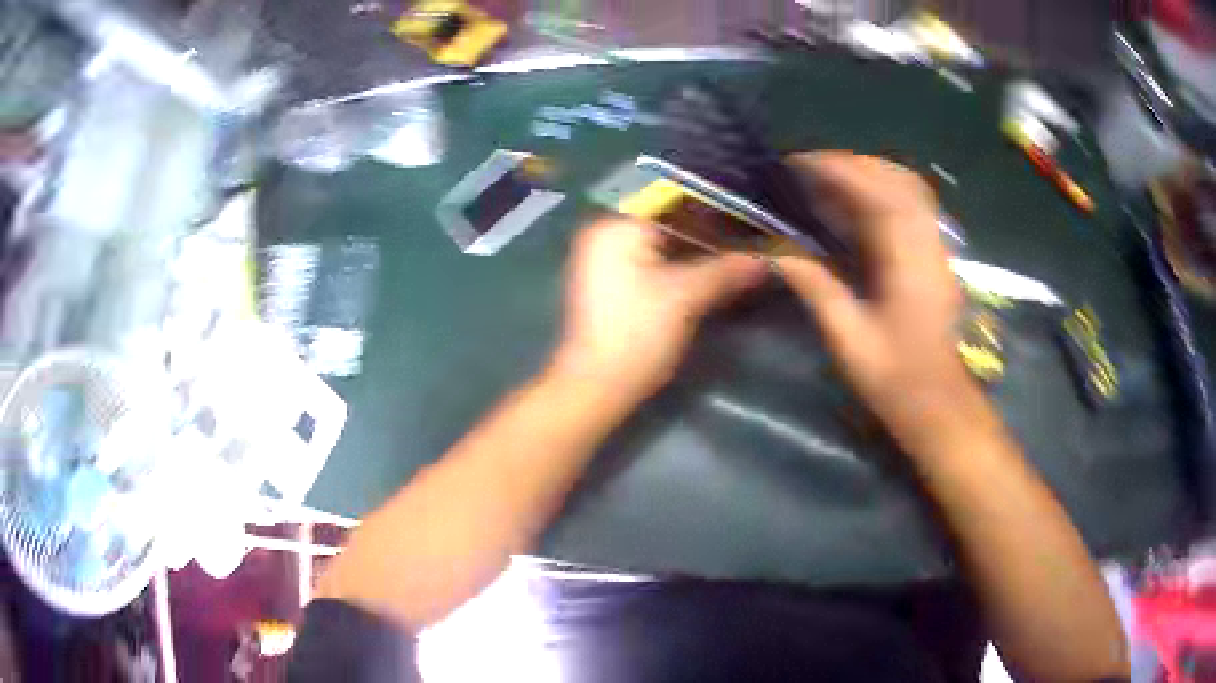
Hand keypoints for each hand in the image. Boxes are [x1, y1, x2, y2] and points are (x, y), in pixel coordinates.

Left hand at [554, 217, 766, 400]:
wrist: (597, 386)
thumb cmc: (638, 333)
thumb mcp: (685, 297)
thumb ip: (726, 270)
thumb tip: (768, 259)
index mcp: (616, 226)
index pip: (672, 200)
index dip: (713, 206)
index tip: (748, 213)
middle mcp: (606, 234)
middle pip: (667, 221)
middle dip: (708, 229)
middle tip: (750, 232)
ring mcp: (607, 260)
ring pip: (662, 242)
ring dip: (697, 248)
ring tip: (739, 248)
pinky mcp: (613, 284)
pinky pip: (654, 261)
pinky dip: (681, 263)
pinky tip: (712, 269)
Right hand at [776, 152, 972, 447]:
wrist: (939, 404)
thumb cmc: (895, 378)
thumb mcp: (848, 339)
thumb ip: (816, 288)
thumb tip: (776, 253)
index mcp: (907, 260)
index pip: (875, 192)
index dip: (836, 169)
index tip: (798, 164)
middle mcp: (928, 243)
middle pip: (897, 179)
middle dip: (852, 164)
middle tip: (810, 170)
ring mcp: (937, 247)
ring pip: (909, 188)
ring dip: (870, 174)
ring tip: (831, 181)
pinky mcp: (937, 256)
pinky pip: (914, 207)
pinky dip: (885, 192)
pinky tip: (860, 206)